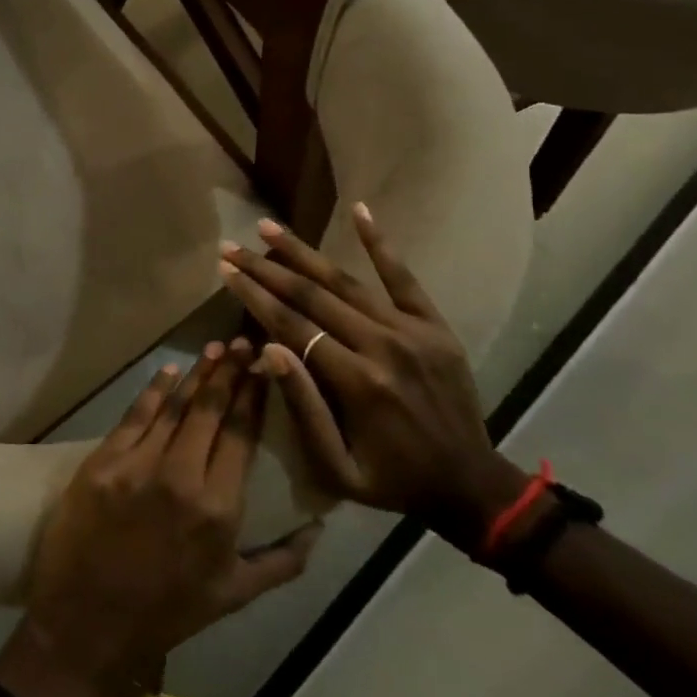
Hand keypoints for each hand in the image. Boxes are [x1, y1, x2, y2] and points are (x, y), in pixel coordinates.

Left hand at [18, 345, 317, 696]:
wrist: (87, 621)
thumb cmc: (166, 611)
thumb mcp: (233, 596)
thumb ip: (282, 562)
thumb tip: (319, 528)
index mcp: (218, 508)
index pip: (241, 435)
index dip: (253, 396)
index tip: (264, 368)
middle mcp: (181, 476)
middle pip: (210, 410)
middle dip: (229, 372)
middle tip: (242, 343)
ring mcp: (138, 465)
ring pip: (174, 406)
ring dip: (197, 374)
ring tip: (215, 348)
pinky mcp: (103, 460)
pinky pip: (134, 416)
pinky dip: (154, 391)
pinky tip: (169, 372)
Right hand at [216, 206, 528, 552]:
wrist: (471, 486)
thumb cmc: (392, 480)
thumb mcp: (337, 468)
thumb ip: (302, 408)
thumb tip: (266, 348)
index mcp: (356, 382)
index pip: (292, 325)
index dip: (254, 296)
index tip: (224, 271)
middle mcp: (381, 346)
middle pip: (311, 297)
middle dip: (265, 269)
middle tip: (231, 247)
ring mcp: (411, 331)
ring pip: (346, 281)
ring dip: (303, 252)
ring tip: (268, 228)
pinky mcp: (434, 326)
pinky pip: (404, 278)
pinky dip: (381, 243)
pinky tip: (360, 210)